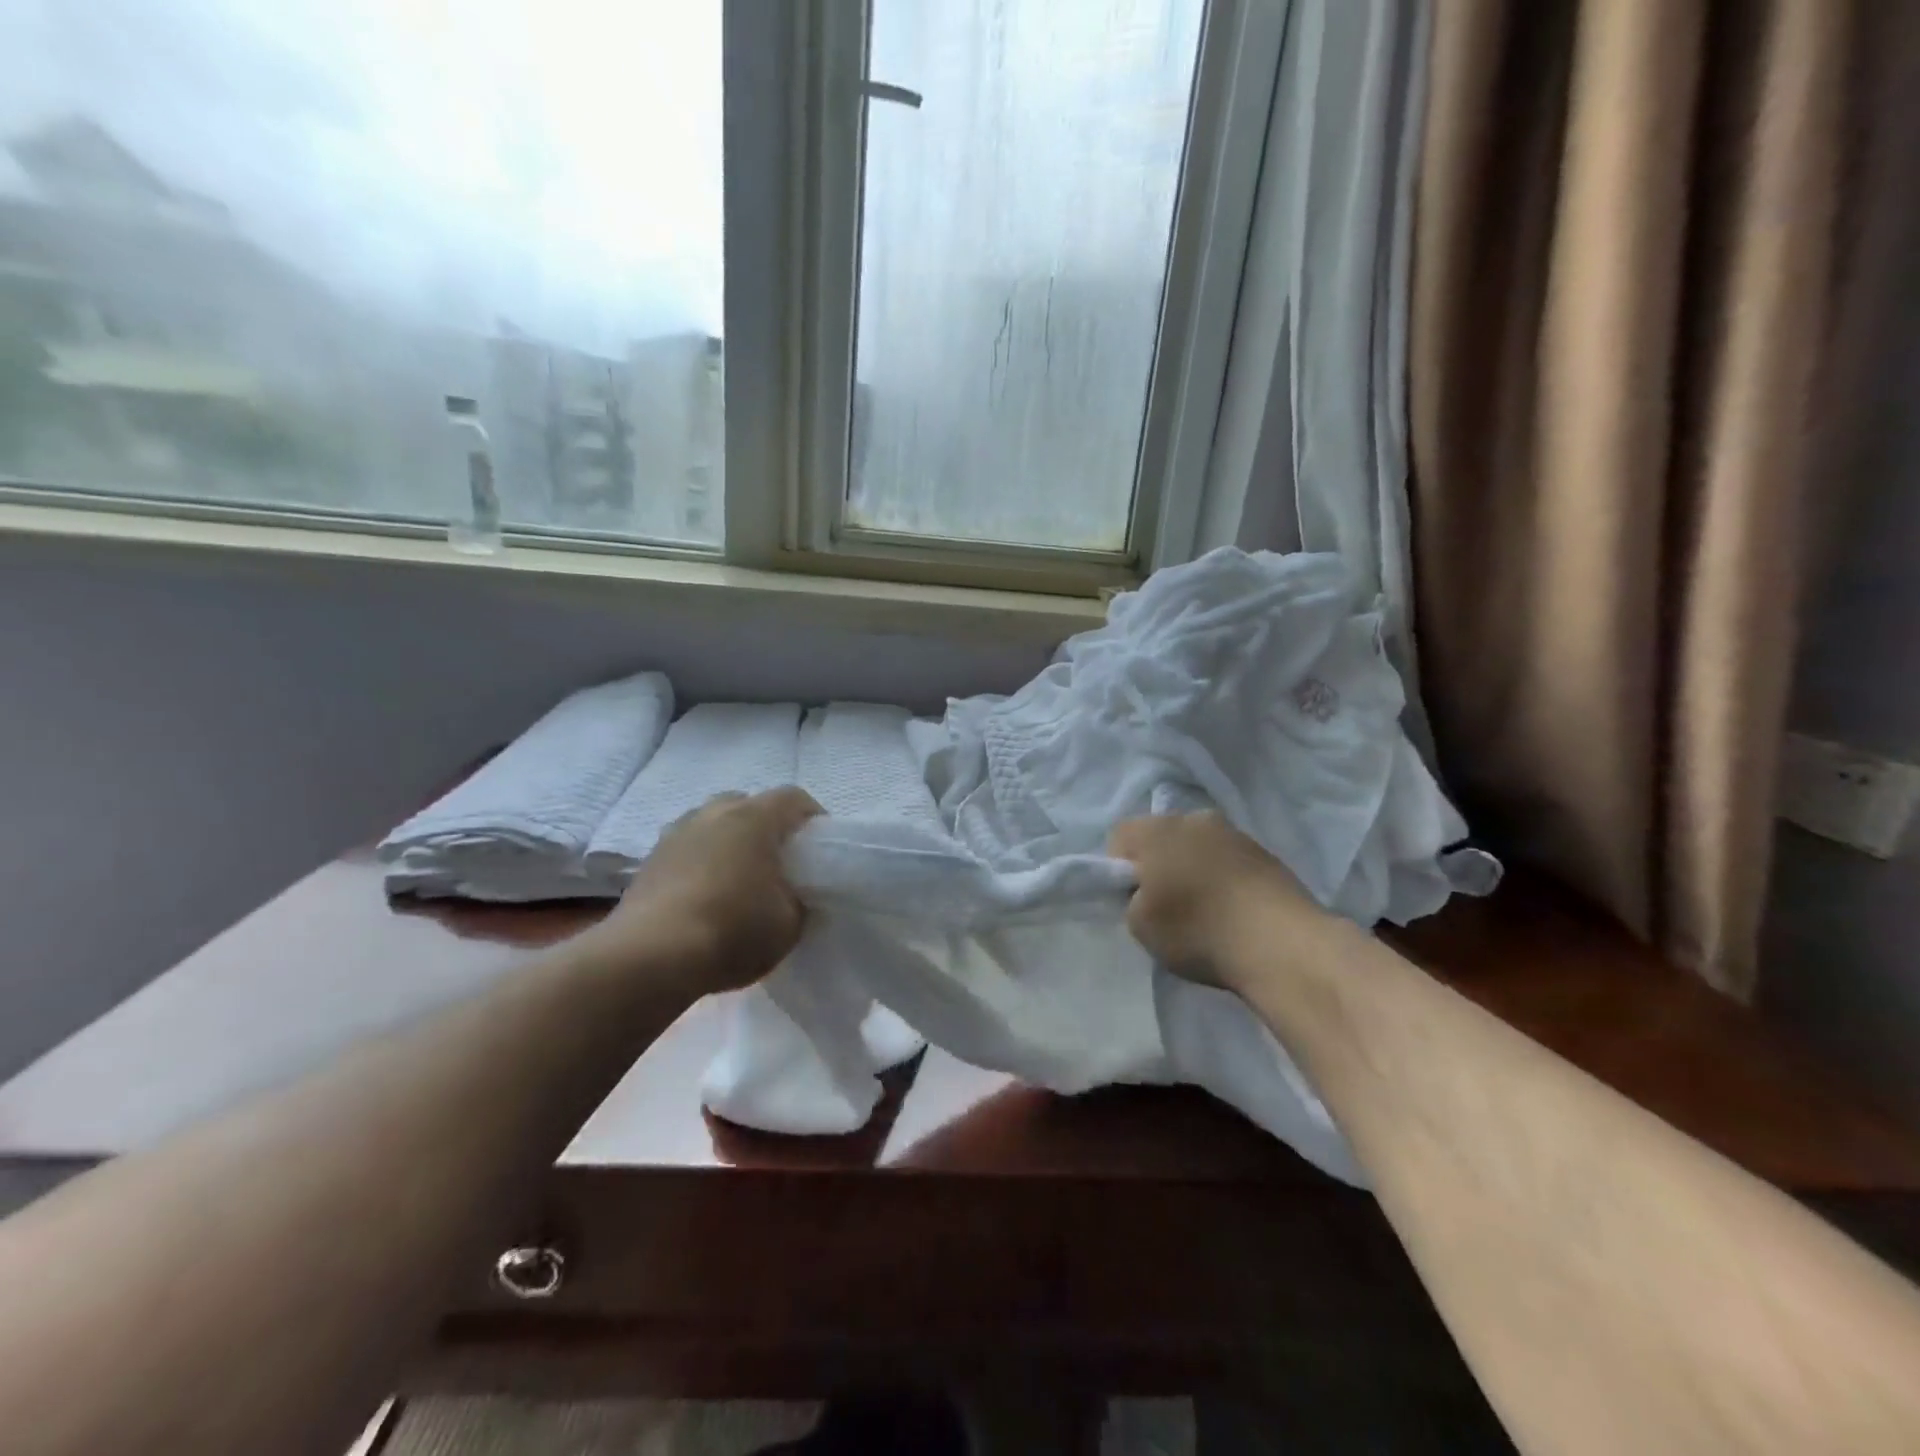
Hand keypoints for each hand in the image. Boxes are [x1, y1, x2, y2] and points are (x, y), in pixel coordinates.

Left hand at [583, 787, 822, 996]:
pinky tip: (705, 897)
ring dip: (729, 843)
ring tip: (738, 879)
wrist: (650, 957)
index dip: (812, 818)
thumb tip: (793, 896)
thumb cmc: (732, 930)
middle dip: (767, 828)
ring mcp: (676, 833)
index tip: (820, 848)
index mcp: (755, 818)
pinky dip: (701, 863)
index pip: (794, 798)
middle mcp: (714, 812)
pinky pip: (687, 850)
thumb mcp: (790, 924)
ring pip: (713, 825)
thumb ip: (800, 901)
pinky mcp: (649, 860)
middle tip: (778, 863)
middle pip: (749, 805)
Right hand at [1107, 811, 1325, 990]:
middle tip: (1165, 905)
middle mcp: (1194, 818)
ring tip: (1205, 910)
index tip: (1132, 899)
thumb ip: (1132, 900)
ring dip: (1194, 869)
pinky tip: (1233, 911)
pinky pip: (1229, 861)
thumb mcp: (1140, 926)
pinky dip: (1224, 880)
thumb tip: (1146, 892)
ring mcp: (1235, 833)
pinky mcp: (1266, 853)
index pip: (1119, 837)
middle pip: (1162, 837)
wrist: (1282, 944)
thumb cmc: (1198, 929)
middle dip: (1158, 864)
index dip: (1118, 869)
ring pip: (1198, 847)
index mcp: (1157, 829)